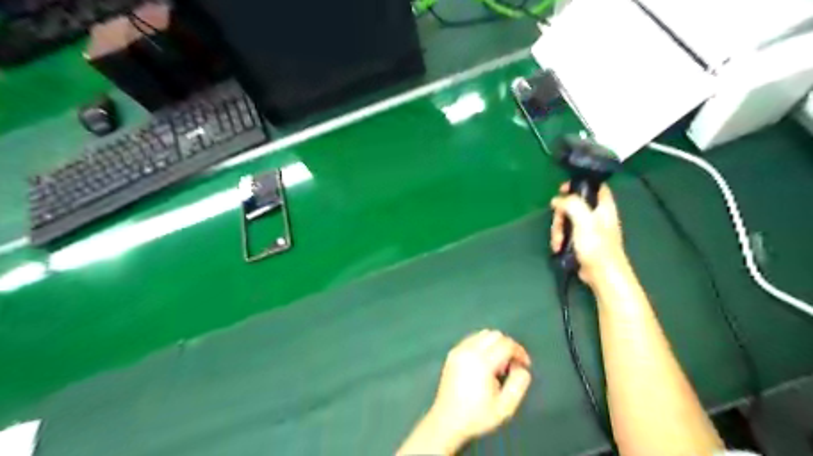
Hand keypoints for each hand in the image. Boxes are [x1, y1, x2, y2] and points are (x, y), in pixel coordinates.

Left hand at [397, 329, 535, 452]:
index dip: (519, 352)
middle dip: (507, 346)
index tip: (524, 365)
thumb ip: (518, 384)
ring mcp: (459, 349)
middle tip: (509, 367)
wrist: (447, 420)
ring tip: (496, 366)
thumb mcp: (505, 407)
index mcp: (482, 362)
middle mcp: (469, 350)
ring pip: (483, 334)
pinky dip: (483, 345)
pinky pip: (472, 339)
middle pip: (495, 335)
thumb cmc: (477, 416)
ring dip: (495, 344)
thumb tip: (521, 367)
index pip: (506, 344)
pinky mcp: (453, 352)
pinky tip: (483, 364)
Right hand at [549, 184, 623, 285]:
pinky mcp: (581, 240)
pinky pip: (567, 232)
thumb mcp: (584, 221)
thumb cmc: (597, 246)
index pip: (594, 185)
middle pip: (574, 204)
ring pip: (567, 219)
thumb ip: (572, 205)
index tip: (562, 189)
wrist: (602, 274)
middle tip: (557, 223)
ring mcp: (589, 228)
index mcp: (603, 206)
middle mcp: (597, 214)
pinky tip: (559, 247)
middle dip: (561, 214)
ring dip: (558, 229)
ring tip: (558, 241)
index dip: (578, 184)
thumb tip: (557, 200)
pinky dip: (560, 238)